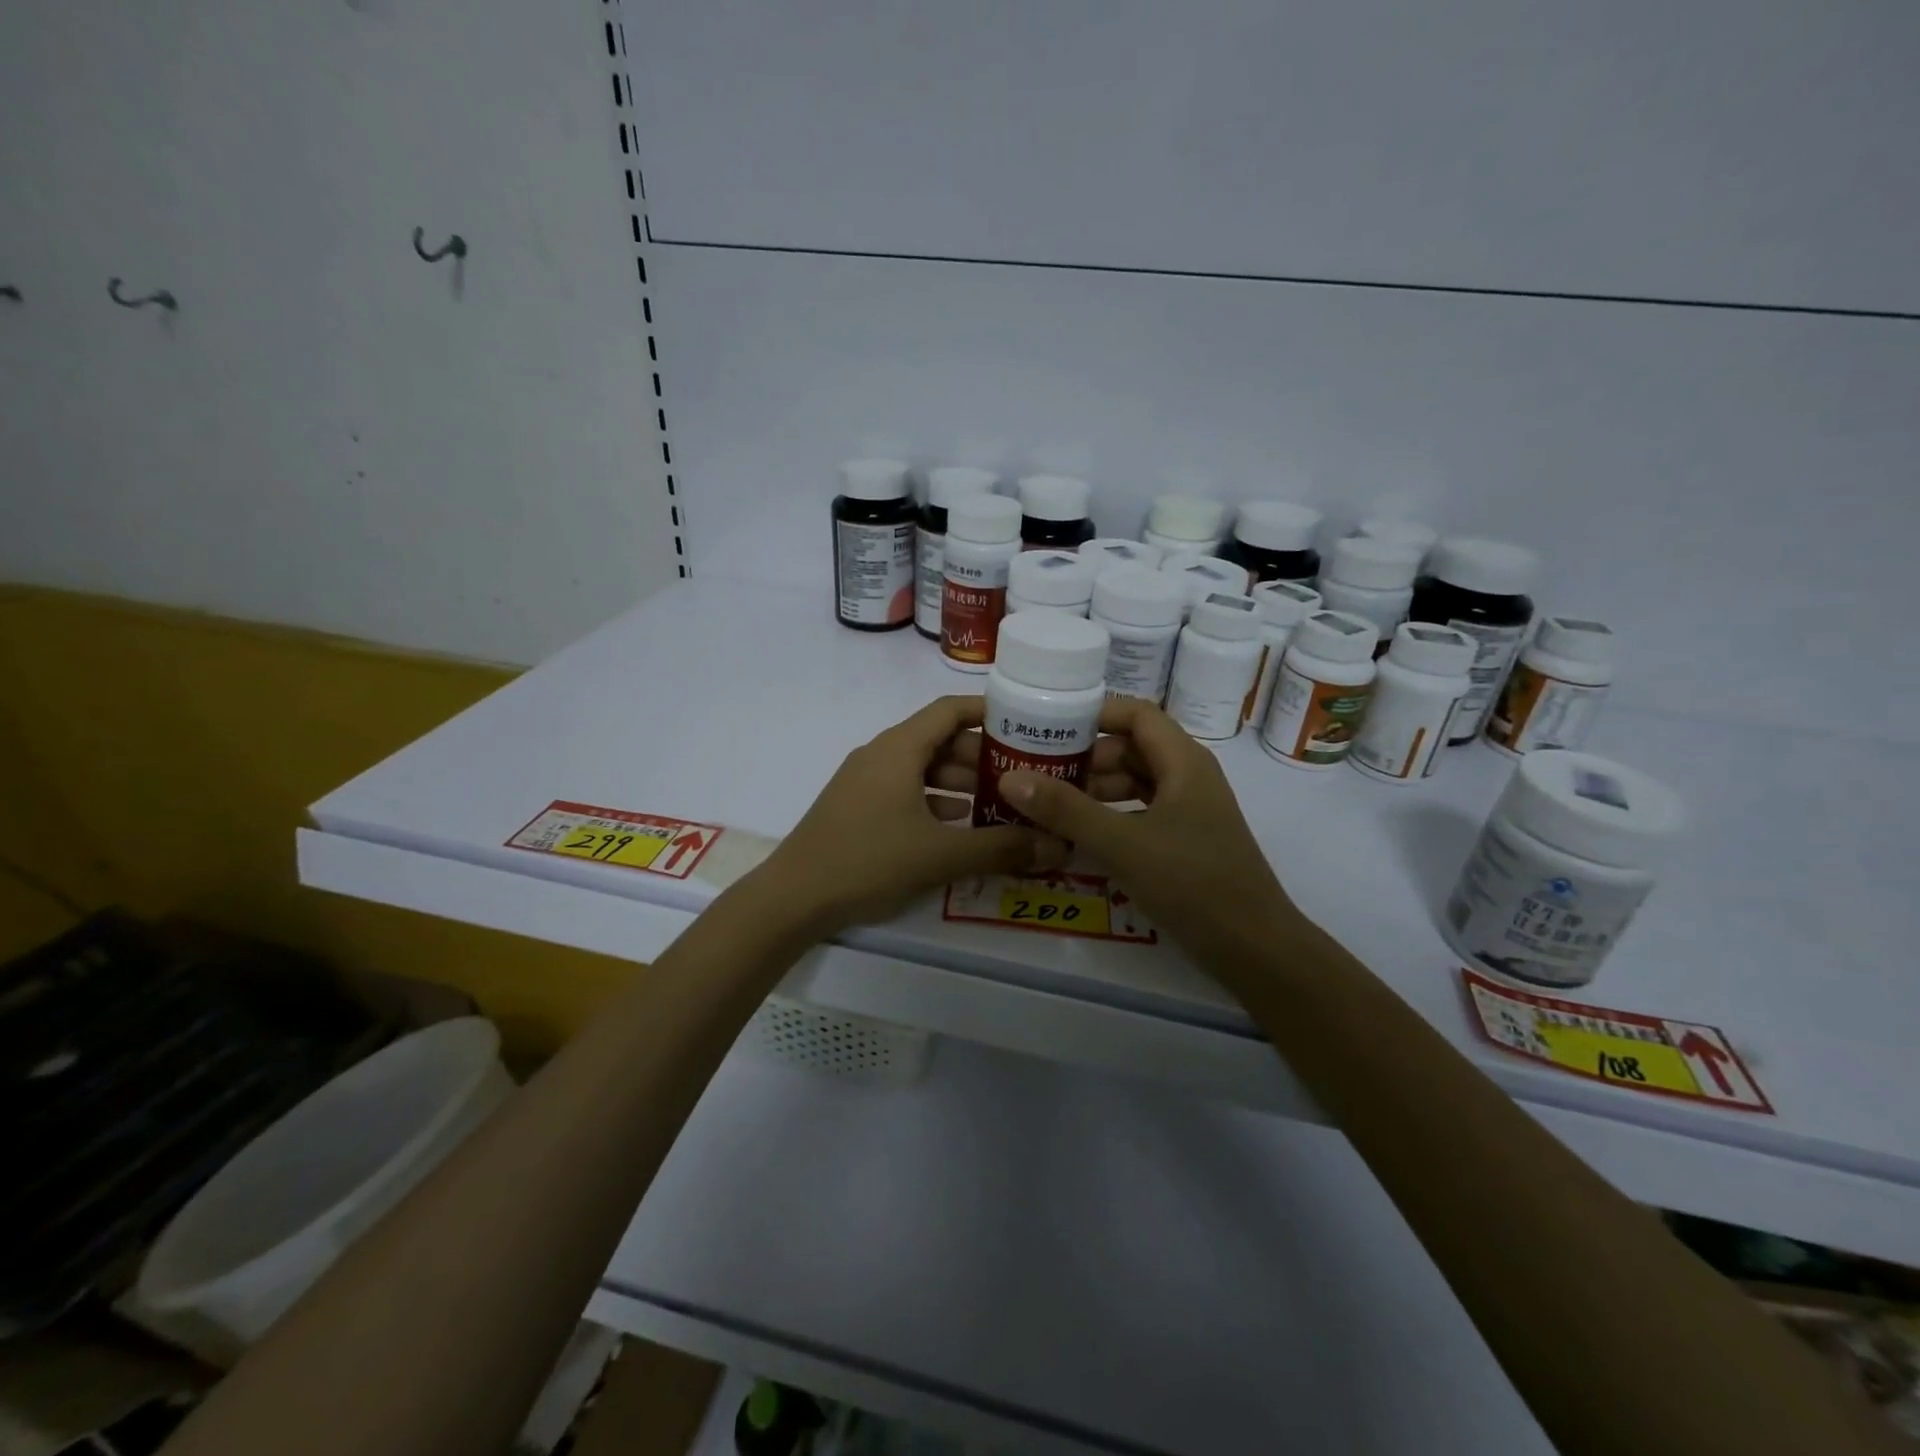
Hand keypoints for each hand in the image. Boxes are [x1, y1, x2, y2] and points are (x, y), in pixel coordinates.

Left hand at [749, 695, 1143, 936]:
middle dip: (982, 756)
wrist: (793, 898)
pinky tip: (960, 826)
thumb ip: (1000, 848)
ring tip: (1001, 803)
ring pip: (923, 769)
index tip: (1027, 721)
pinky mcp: (857, 807)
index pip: (950, 710)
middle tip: (1024, 774)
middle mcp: (881, 755)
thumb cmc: (868, 861)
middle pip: (939, 740)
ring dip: (960, 782)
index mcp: (899, 749)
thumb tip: (1057, 845)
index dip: (988, 711)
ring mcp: (865, 781)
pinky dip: (936, 801)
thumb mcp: (940, 855)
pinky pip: (906, 791)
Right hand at [998, 699, 1310, 971]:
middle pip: (1131, 748)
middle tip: (1036, 770)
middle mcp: (1189, 777)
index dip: (1095, 714)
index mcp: (1184, 762)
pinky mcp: (1185, 840)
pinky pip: (1140, 812)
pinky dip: (1110, 816)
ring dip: (1094, 789)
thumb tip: (1010, 778)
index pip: (1136, 714)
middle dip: (1085, 757)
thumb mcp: (1123, 844)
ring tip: (1048, 804)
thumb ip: (1067, 811)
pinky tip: (1079, 834)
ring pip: (1134, 783)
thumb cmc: (1194, 883)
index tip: (1049, 727)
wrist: (1255, 948)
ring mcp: (1189, 810)